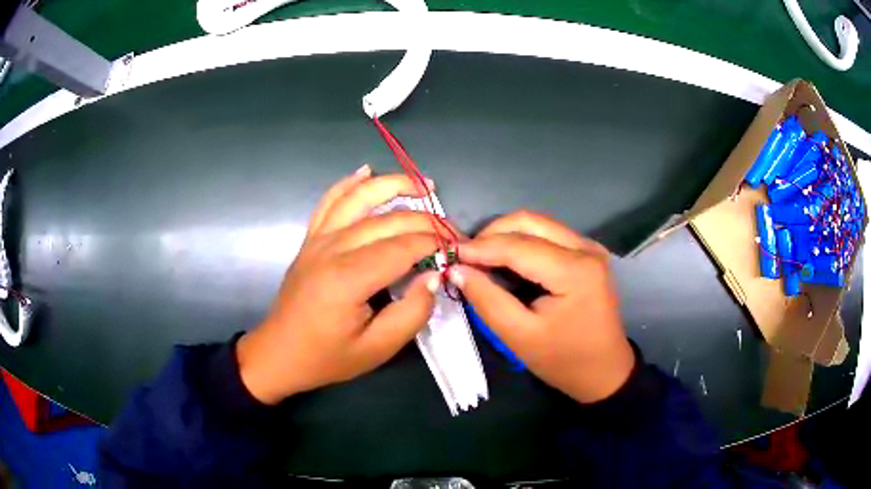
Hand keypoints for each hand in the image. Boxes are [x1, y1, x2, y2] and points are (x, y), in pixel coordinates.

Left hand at [237, 165, 451, 404]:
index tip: (459, 250)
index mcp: (348, 278)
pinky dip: (349, 183)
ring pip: (358, 197)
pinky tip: (365, 171)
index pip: (402, 247)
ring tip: (423, 184)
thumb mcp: (377, 349)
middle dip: (427, 220)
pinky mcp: (310, 239)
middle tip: (453, 232)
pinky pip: (329, 202)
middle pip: (387, 220)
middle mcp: (331, 249)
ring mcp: (318, 240)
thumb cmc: (327, 357)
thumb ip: (411, 313)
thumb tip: (434, 275)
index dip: (436, 244)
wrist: (279, 353)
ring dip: (392, 185)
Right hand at [450, 211, 634, 403]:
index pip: (518, 246)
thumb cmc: (564, 360)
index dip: (480, 248)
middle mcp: (585, 248)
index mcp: (574, 270)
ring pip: (538, 224)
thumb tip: (458, 270)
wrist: (605, 371)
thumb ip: (487, 300)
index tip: (449, 254)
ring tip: (481, 259)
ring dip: (506, 235)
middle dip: (492, 234)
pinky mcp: (587, 253)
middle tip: (466, 257)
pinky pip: (548, 234)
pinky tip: (507, 260)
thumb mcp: (519, 337)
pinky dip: (522, 241)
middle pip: (529, 222)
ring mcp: (589, 247)